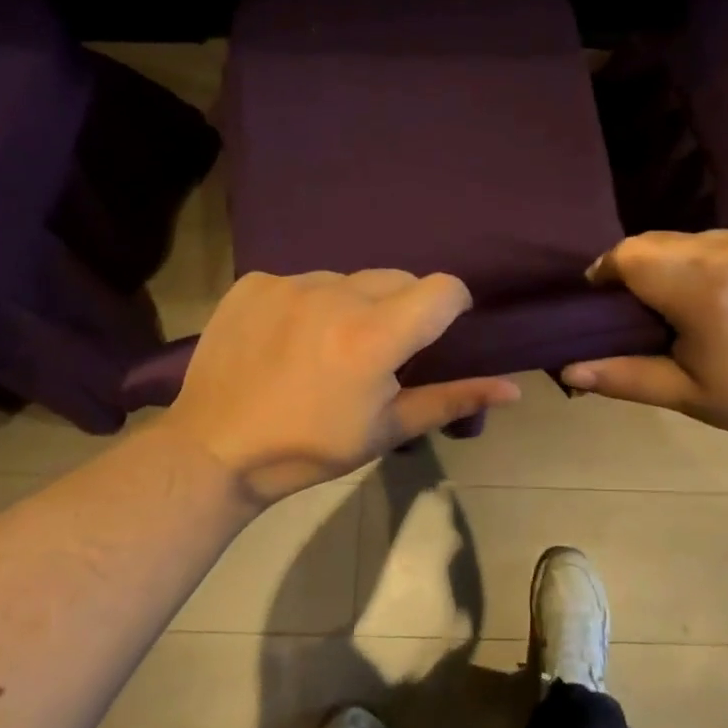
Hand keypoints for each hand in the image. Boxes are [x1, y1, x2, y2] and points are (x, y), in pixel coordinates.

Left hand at [161, 270, 520, 506]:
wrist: (214, 449)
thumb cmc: (309, 447)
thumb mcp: (386, 430)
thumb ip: (451, 400)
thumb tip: (513, 389)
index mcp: (374, 336)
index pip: (443, 288)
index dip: (451, 306)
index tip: (435, 333)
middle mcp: (335, 295)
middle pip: (397, 278)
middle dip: (401, 308)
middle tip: (377, 352)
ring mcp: (290, 283)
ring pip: (349, 278)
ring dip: (352, 304)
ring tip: (326, 347)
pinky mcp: (255, 282)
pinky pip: (302, 280)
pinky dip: (306, 303)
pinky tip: (286, 339)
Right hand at [561, 230, 727, 448]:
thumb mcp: (683, 393)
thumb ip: (621, 375)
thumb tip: (565, 368)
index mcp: (703, 290)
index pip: (630, 255)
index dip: (609, 270)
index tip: (606, 296)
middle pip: (660, 241)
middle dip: (643, 267)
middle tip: (649, 304)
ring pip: (695, 237)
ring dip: (682, 261)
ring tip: (694, 299)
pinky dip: (720, 258)